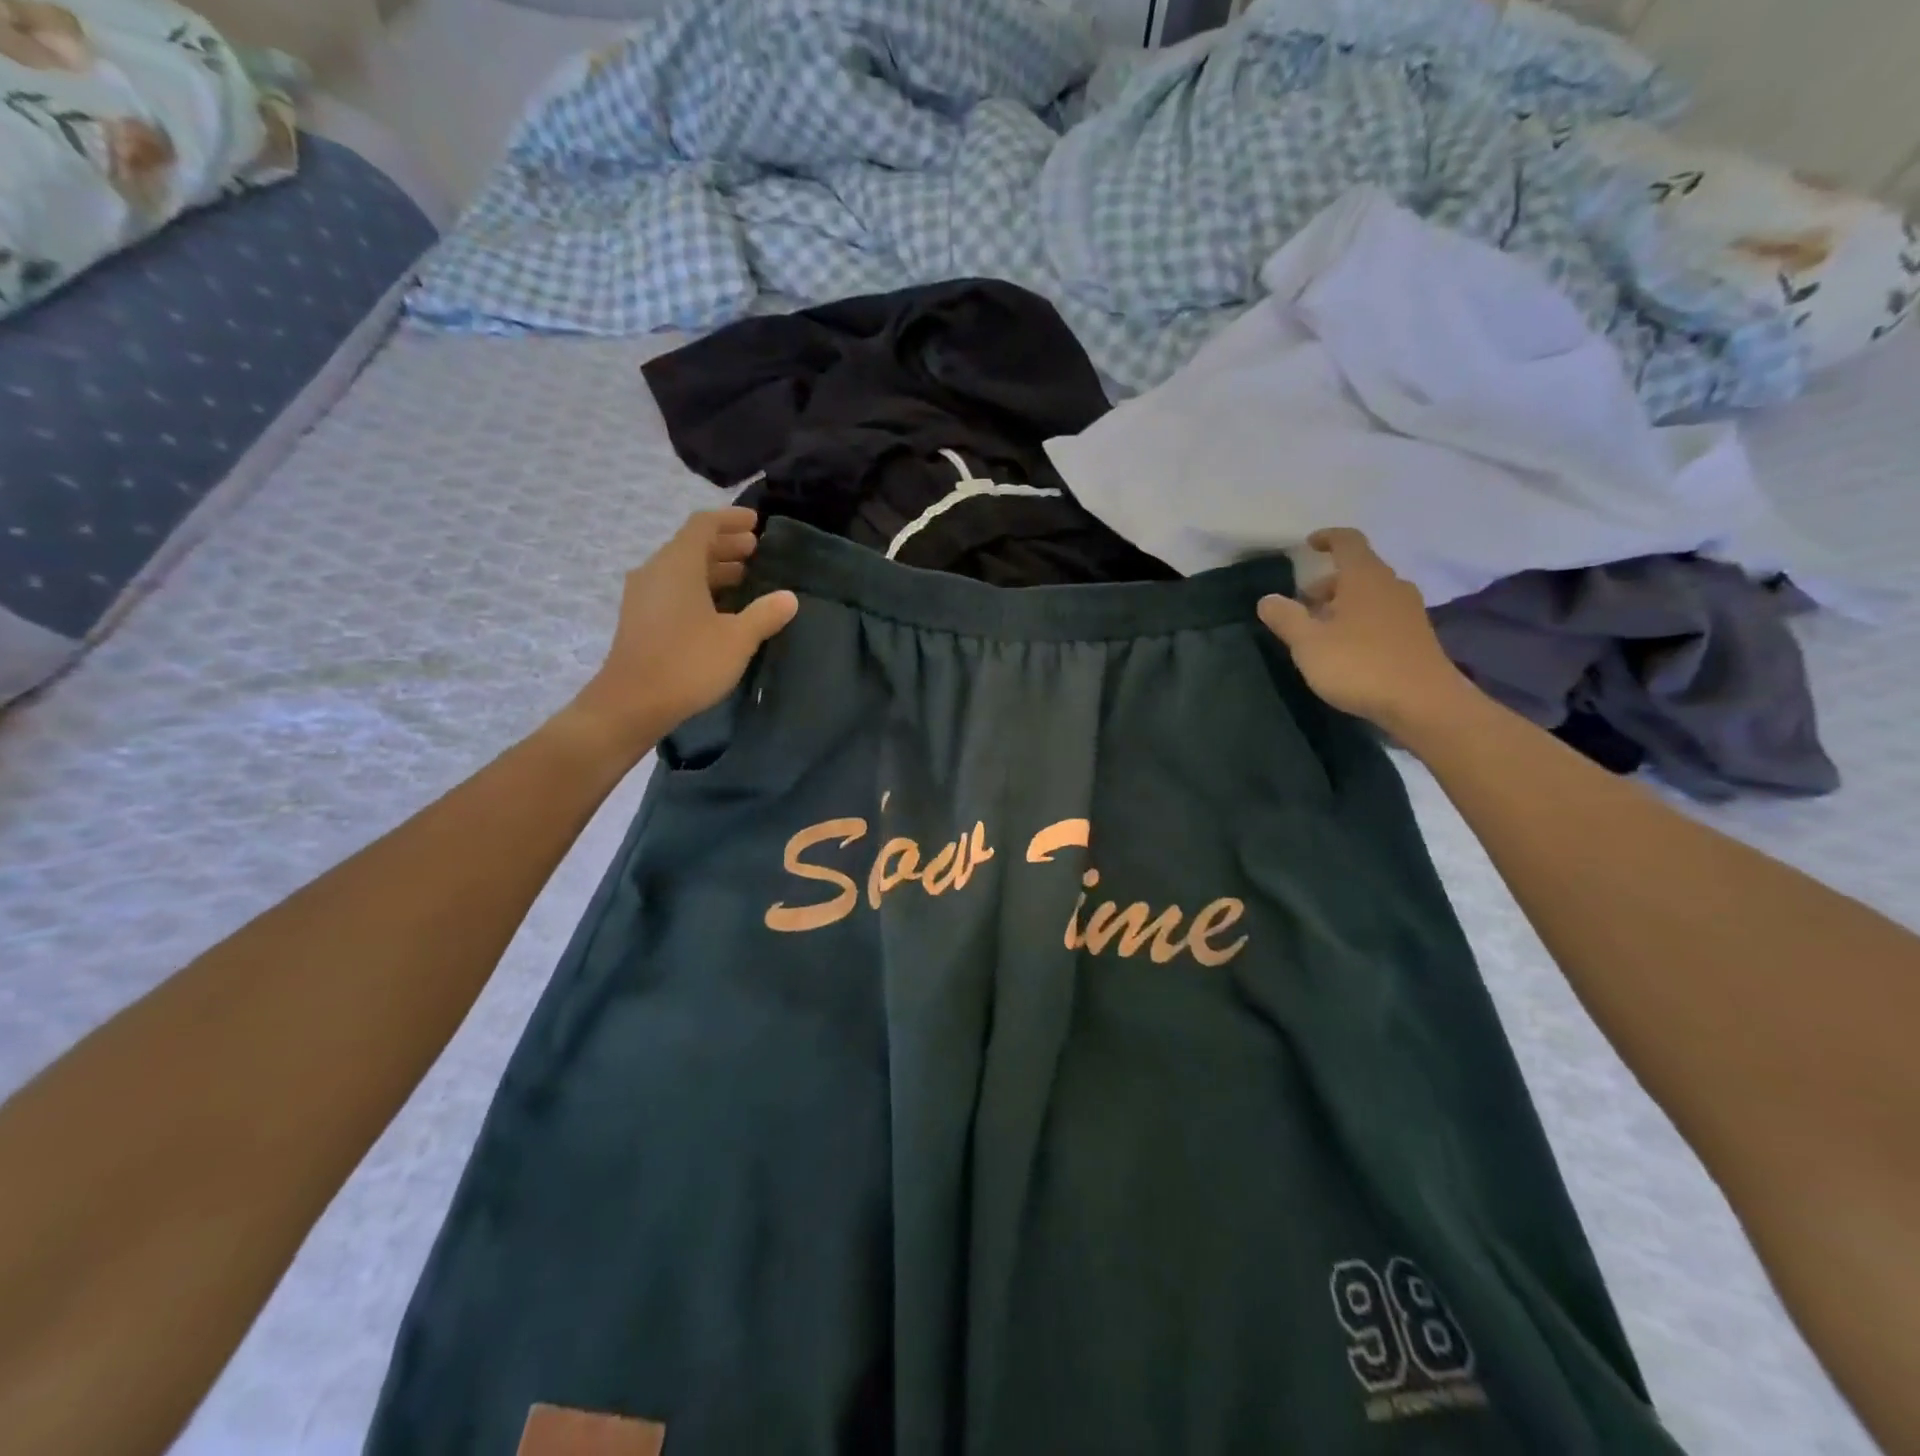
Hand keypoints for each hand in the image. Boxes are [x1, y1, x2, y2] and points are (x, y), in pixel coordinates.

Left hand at [566, 508, 798, 753]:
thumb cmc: (687, 663)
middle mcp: (656, 571)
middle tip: (756, 552)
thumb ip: (764, 614)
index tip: (756, 522)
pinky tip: (720, 609)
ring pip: (682, 570)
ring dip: (713, 569)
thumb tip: (789, 597)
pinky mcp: (640, 619)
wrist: (631, 703)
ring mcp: (643, 596)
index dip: (731, 520)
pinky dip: (699, 588)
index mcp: (678, 565)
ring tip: (745, 578)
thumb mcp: (737, 639)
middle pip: (691, 546)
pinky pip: (673, 590)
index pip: (704, 525)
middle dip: (725, 546)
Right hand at [1256, 528, 1475, 736]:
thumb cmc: (1360, 665)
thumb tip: (1268, 599)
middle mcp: (1391, 586)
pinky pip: (1382, 616)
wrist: (1423, 704)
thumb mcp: (1308, 643)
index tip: (1309, 545)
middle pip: (1358, 571)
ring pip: (1370, 595)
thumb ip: (1286, 618)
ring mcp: (1409, 611)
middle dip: (1327, 583)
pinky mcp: (1416, 636)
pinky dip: (1360, 621)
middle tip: (1302, 604)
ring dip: (1343, 604)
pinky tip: (1345, 648)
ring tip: (1319, 630)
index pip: (1348, 541)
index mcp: (1365, 578)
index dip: (1327, 538)